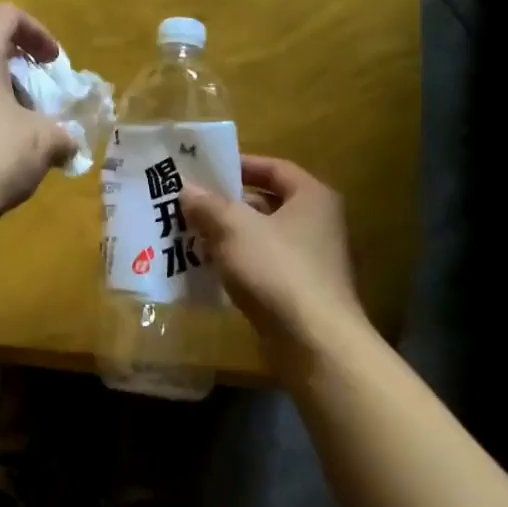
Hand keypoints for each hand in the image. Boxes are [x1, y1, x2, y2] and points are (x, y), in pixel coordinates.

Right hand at [182, 156, 362, 347]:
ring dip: (230, 235)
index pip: (275, 168)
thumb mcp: (234, 229)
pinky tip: (211, 269)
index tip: (207, 169)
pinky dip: (240, 263)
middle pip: (268, 203)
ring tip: (192, 234)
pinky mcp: (303, 291)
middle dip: (228, 204)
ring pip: (264, 237)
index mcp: (312, 198)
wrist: (314, 341)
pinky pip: (265, 265)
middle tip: (191, 204)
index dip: (241, 164)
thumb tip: (188, 189)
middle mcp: (319, 223)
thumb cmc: (277, 270)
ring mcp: (313, 260)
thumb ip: (209, 206)